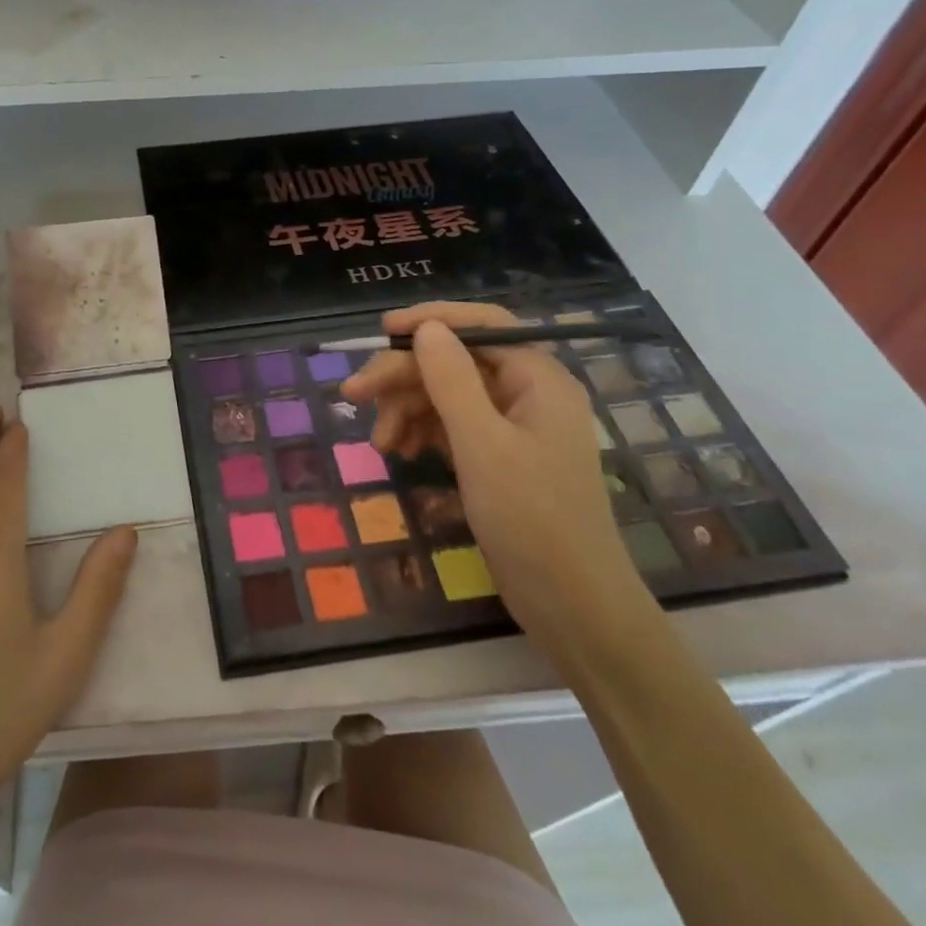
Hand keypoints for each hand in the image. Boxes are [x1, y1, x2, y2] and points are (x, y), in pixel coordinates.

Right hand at [341, 303, 650, 653]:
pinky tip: (399, 452)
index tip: (383, 330)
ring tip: (380, 443)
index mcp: (537, 379)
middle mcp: (526, 393)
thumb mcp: (483, 444)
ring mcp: (512, 426)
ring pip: (446, 395)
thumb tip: (427, 328)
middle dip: (403, 376)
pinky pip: (451, 426)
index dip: (431, 319)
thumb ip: (452, 380)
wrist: (571, 606)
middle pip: (454, 362)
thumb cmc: (532, 519)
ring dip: (406, 409)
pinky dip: (421, 433)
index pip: (482, 325)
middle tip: (353, 395)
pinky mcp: (498, 456)